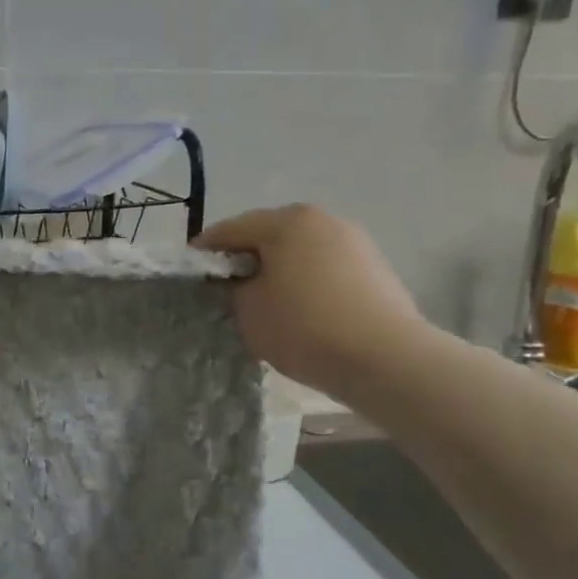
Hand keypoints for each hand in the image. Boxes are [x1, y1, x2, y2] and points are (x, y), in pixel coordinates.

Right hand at [196, 204, 428, 397]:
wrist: (386, 359)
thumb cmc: (305, 328)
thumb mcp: (249, 311)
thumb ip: (233, 288)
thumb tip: (239, 281)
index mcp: (286, 221)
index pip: (231, 229)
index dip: (205, 250)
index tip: (191, 271)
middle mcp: (321, 219)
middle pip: (269, 234)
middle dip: (246, 257)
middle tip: (226, 286)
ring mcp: (354, 240)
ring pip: (300, 250)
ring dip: (279, 268)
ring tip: (266, 300)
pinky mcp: (375, 266)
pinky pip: (326, 266)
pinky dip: (307, 280)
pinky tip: (302, 308)